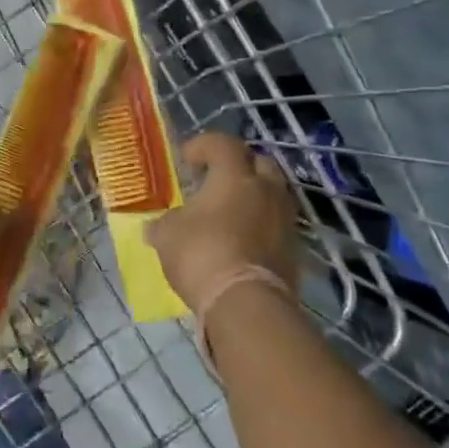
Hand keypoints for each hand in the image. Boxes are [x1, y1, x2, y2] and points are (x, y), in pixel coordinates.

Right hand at [146, 132, 302, 314]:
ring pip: (272, 193)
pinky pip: (277, 224)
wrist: (246, 303)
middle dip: (237, 166)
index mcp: (234, 176)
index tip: (186, 160)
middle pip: (258, 162)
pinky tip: (241, 239)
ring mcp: (285, 220)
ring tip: (229, 211)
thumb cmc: (201, 254)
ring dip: (253, 195)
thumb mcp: (167, 235)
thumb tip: (154, 226)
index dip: (203, 146)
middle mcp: (265, 190)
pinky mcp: (294, 249)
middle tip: (215, 179)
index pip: (223, 144)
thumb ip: (164, 224)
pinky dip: (261, 224)